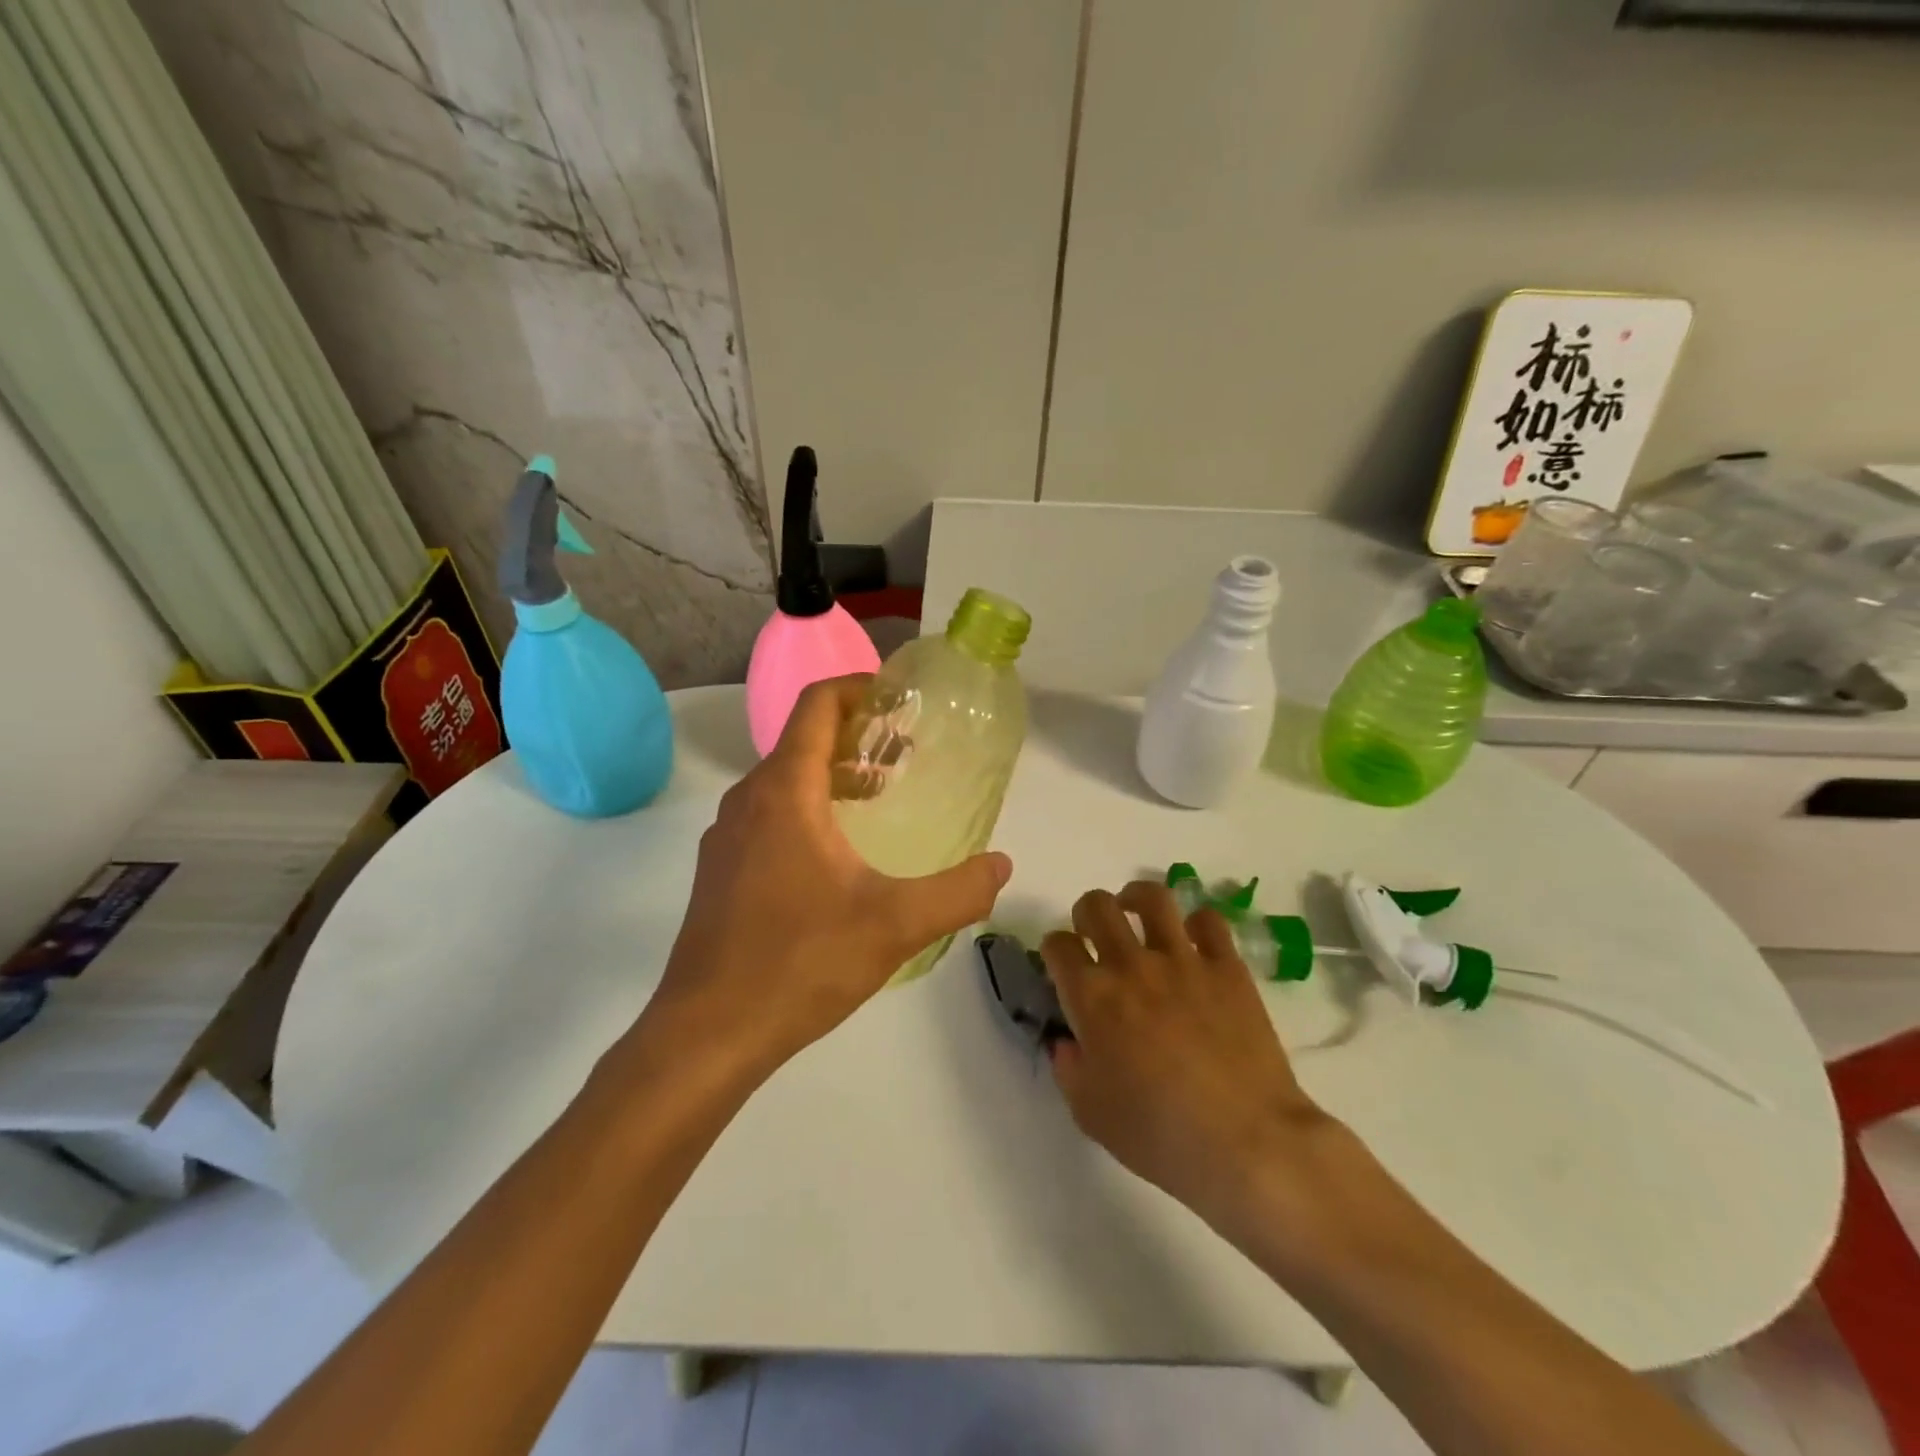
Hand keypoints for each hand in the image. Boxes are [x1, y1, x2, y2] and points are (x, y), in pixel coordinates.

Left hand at [644, 676, 1011, 1075]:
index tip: (900, 702)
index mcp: (784, 792)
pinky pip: (768, 815)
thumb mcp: (895, 925)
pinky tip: (839, 855)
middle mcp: (747, 801)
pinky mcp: (720, 871)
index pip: (817, 706)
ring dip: (831, 775)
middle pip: (802, 740)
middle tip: (904, 755)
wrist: (708, 1033)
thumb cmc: (800, 963)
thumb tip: (1001, 866)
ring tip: (879, 798)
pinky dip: (807, 808)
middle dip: (855, 736)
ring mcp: (726, 837)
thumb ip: (957, 892)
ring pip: (783, 780)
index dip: (859, 689)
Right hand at [1041, 882, 1339, 1232]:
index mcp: (1092, 997)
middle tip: (1095, 935)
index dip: (1055, 951)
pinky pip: (1208, 920)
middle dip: (1087, 913)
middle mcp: (1131, 965)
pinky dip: (1196, 924)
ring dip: (1136, 899)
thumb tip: (1068, 1042)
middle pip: (1097, 905)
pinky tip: (1193, 942)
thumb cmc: (1160, 1136)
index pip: (1058, 945)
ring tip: (1137, 915)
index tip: (1063, 966)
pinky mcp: (1227, 966)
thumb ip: (1069, 1068)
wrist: (1247, 1143)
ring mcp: (1183, 960)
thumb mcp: (1090, 1114)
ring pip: (1153, 897)